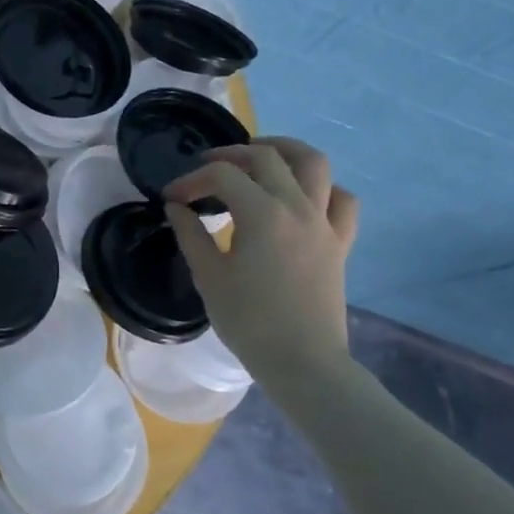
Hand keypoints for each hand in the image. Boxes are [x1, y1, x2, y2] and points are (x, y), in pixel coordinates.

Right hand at [164, 137, 360, 389]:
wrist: (303, 362)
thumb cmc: (249, 321)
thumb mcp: (209, 276)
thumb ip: (190, 234)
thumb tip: (177, 207)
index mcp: (262, 215)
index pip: (223, 176)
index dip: (192, 180)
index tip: (172, 197)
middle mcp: (297, 207)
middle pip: (266, 158)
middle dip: (231, 155)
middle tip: (206, 169)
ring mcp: (324, 223)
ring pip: (314, 163)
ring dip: (284, 150)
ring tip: (260, 156)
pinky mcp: (340, 242)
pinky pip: (342, 200)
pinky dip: (323, 188)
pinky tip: (302, 197)